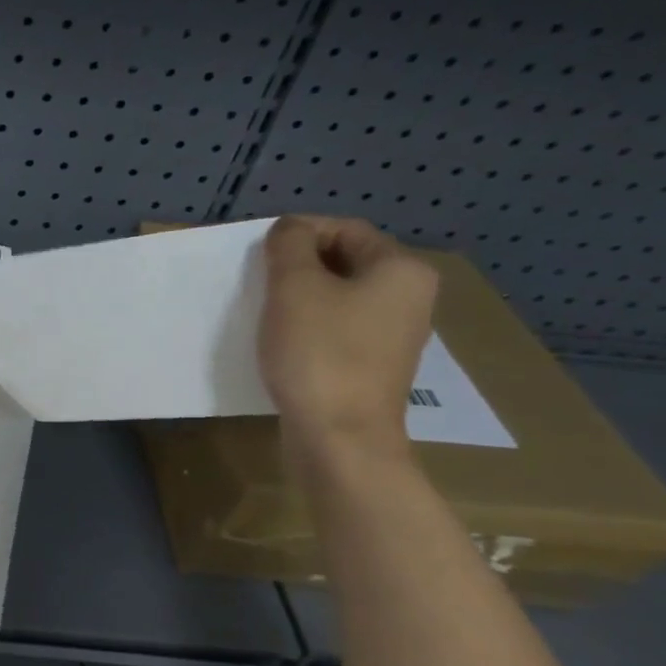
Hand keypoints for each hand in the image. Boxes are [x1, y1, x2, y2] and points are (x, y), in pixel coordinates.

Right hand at [258, 215, 437, 456]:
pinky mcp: (371, 366)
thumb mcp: (294, 287)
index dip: (298, 233)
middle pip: (343, 262)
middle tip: (257, 282)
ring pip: (338, 297)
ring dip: (298, 298)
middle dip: (296, 266)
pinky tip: (280, 342)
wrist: (339, 437)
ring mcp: (392, 336)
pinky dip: (306, 326)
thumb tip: (289, 229)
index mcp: (401, 270)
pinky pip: (336, 329)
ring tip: (263, 312)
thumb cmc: (319, 353)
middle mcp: (408, 298)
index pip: (345, 229)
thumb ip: (289, 246)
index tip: (258, 255)